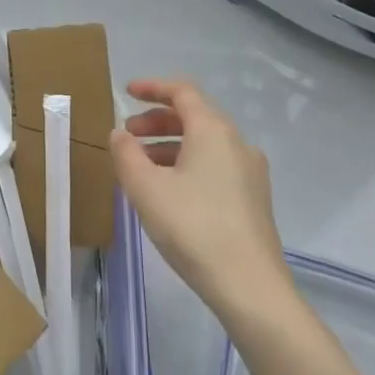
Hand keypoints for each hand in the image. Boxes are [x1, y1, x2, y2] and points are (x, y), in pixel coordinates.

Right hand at [109, 79, 292, 331]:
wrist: (250, 286)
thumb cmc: (193, 227)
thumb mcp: (145, 188)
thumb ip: (126, 154)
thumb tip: (120, 134)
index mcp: (213, 130)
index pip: (182, 92)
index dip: (152, 87)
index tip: (126, 92)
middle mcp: (237, 143)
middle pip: (194, 117)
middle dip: (157, 121)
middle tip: (127, 136)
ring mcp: (250, 172)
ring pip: (204, 144)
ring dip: (169, 145)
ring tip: (141, 167)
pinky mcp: (254, 199)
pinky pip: (215, 166)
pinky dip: (187, 164)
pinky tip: (168, 191)